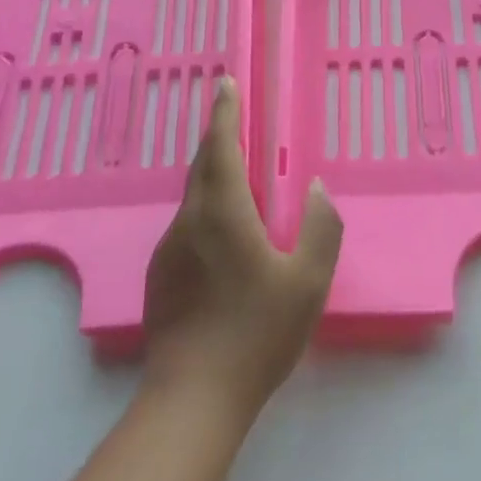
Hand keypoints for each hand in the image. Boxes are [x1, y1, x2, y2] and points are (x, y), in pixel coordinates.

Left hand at [142, 76, 342, 416]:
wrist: (193, 398)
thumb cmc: (257, 334)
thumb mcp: (308, 282)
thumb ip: (321, 227)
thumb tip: (315, 187)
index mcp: (224, 212)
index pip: (222, 147)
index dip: (225, 112)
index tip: (227, 83)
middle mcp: (190, 220)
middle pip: (202, 164)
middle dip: (217, 135)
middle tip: (233, 117)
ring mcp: (169, 248)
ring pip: (192, 196)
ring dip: (213, 174)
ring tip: (238, 176)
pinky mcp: (160, 274)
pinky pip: (187, 224)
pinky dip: (205, 208)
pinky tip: (224, 236)